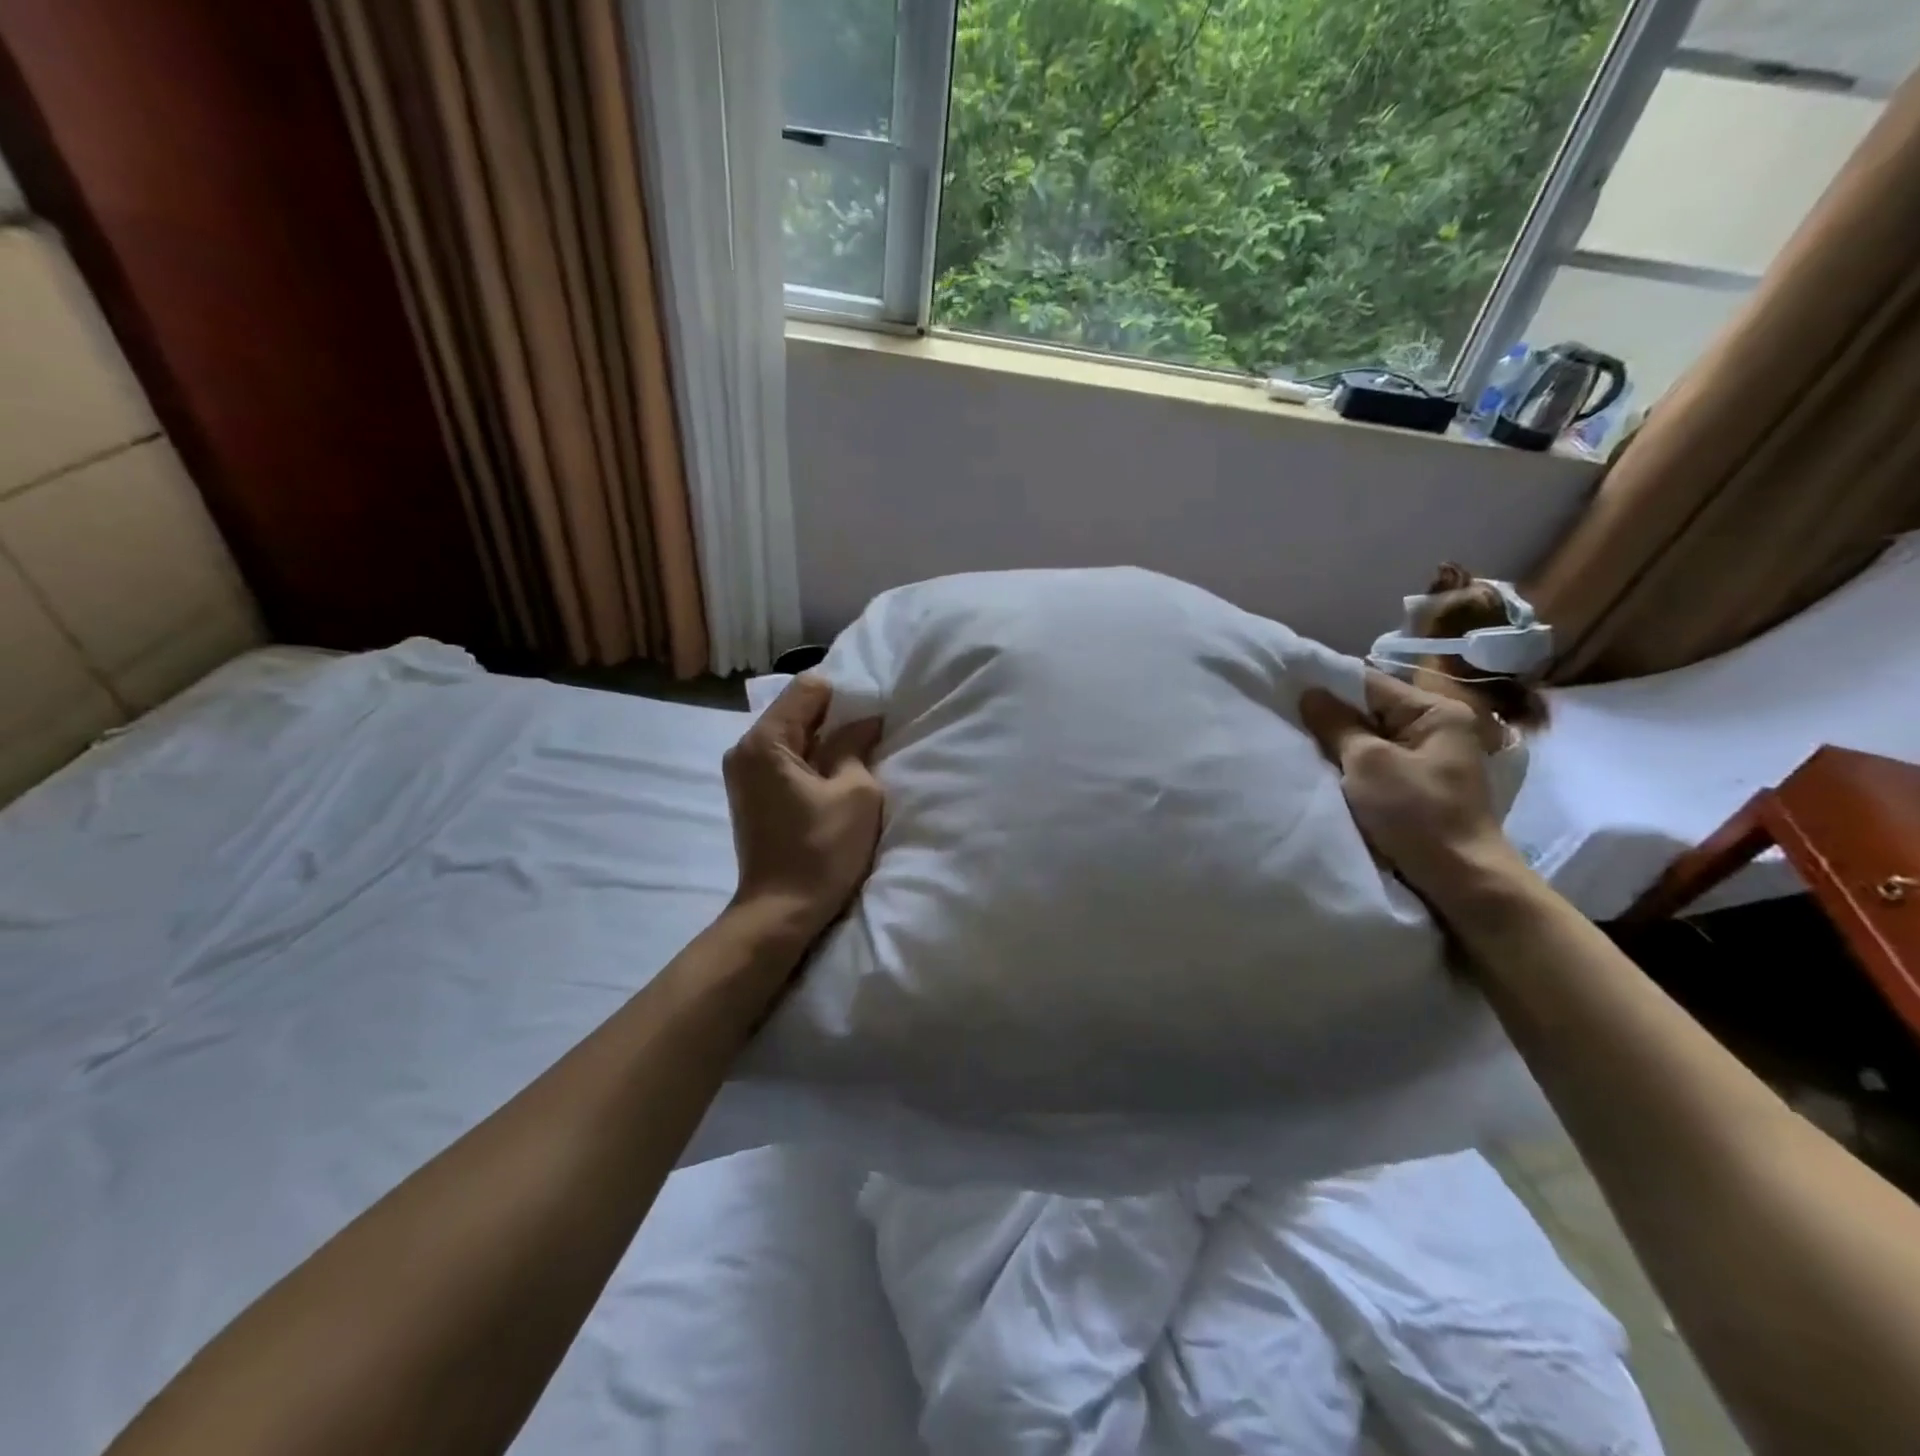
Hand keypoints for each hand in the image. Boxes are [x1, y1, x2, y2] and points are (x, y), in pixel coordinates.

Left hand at [723, 675, 883, 945]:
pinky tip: (833, 780)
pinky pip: (784, 759)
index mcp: (764, 741)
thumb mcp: (856, 792)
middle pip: (796, 710)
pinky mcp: (750, 793)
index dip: (845, 696)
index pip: (808, 688)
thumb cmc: (821, 851)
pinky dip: (810, 761)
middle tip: (870, 737)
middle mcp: (744, 748)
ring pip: (792, 735)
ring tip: (855, 760)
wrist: (781, 912)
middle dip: (835, 718)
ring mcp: (743, 772)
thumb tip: (864, 721)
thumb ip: (856, 745)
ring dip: (824, 742)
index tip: (871, 718)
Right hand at [1299, 670, 1525, 906]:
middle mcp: (1435, 729)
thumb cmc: (1416, 813)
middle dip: (1330, 717)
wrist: (1458, 881)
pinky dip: (1349, 767)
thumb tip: (1309, 692)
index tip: (1285, 688)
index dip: (1327, 685)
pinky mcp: (1414, 788)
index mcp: (1436, 712)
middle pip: (1369, 711)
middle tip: (1283, 717)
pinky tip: (1321, 769)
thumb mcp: (1369, 763)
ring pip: (1368, 740)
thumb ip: (1337, 724)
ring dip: (1337, 745)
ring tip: (1295, 741)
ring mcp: (1425, 760)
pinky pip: (1373, 765)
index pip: (1370, 684)